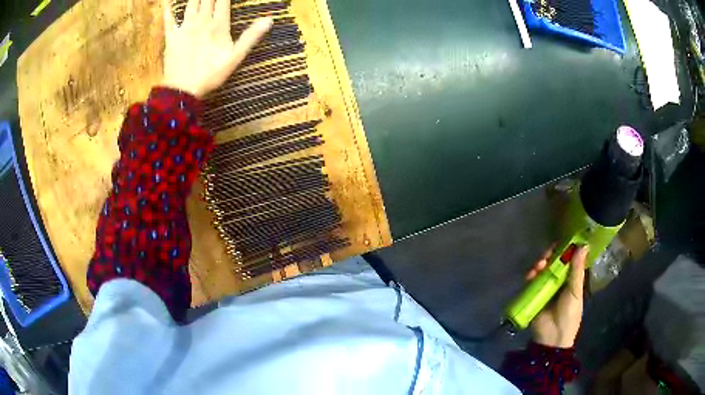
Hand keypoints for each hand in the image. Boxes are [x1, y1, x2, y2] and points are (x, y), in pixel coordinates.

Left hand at [161, 0, 272, 97]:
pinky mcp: (171, 36)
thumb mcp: (235, 58)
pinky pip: (168, 18)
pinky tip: (167, 0)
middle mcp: (201, 21)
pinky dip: (167, 8)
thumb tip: (270, 20)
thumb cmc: (210, 75)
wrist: (182, 91)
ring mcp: (185, 27)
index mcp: (218, 25)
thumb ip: (251, 37)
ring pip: (191, 2)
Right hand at [526, 245, 587, 347]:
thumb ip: (577, 270)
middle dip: (550, 255)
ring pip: (542, 269)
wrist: (552, 337)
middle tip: (548, 253)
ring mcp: (545, 287)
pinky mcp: (533, 294)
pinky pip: (531, 281)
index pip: (568, 259)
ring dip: (540, 264)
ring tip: (539, 265)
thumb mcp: (575, 292)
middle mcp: (558, 280)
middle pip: (554, 262)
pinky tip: (531, 274)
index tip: (562, 241)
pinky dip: (530, 275)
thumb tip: (583, 245)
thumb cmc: (569, 314)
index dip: (565, 249)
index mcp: (571, 279)